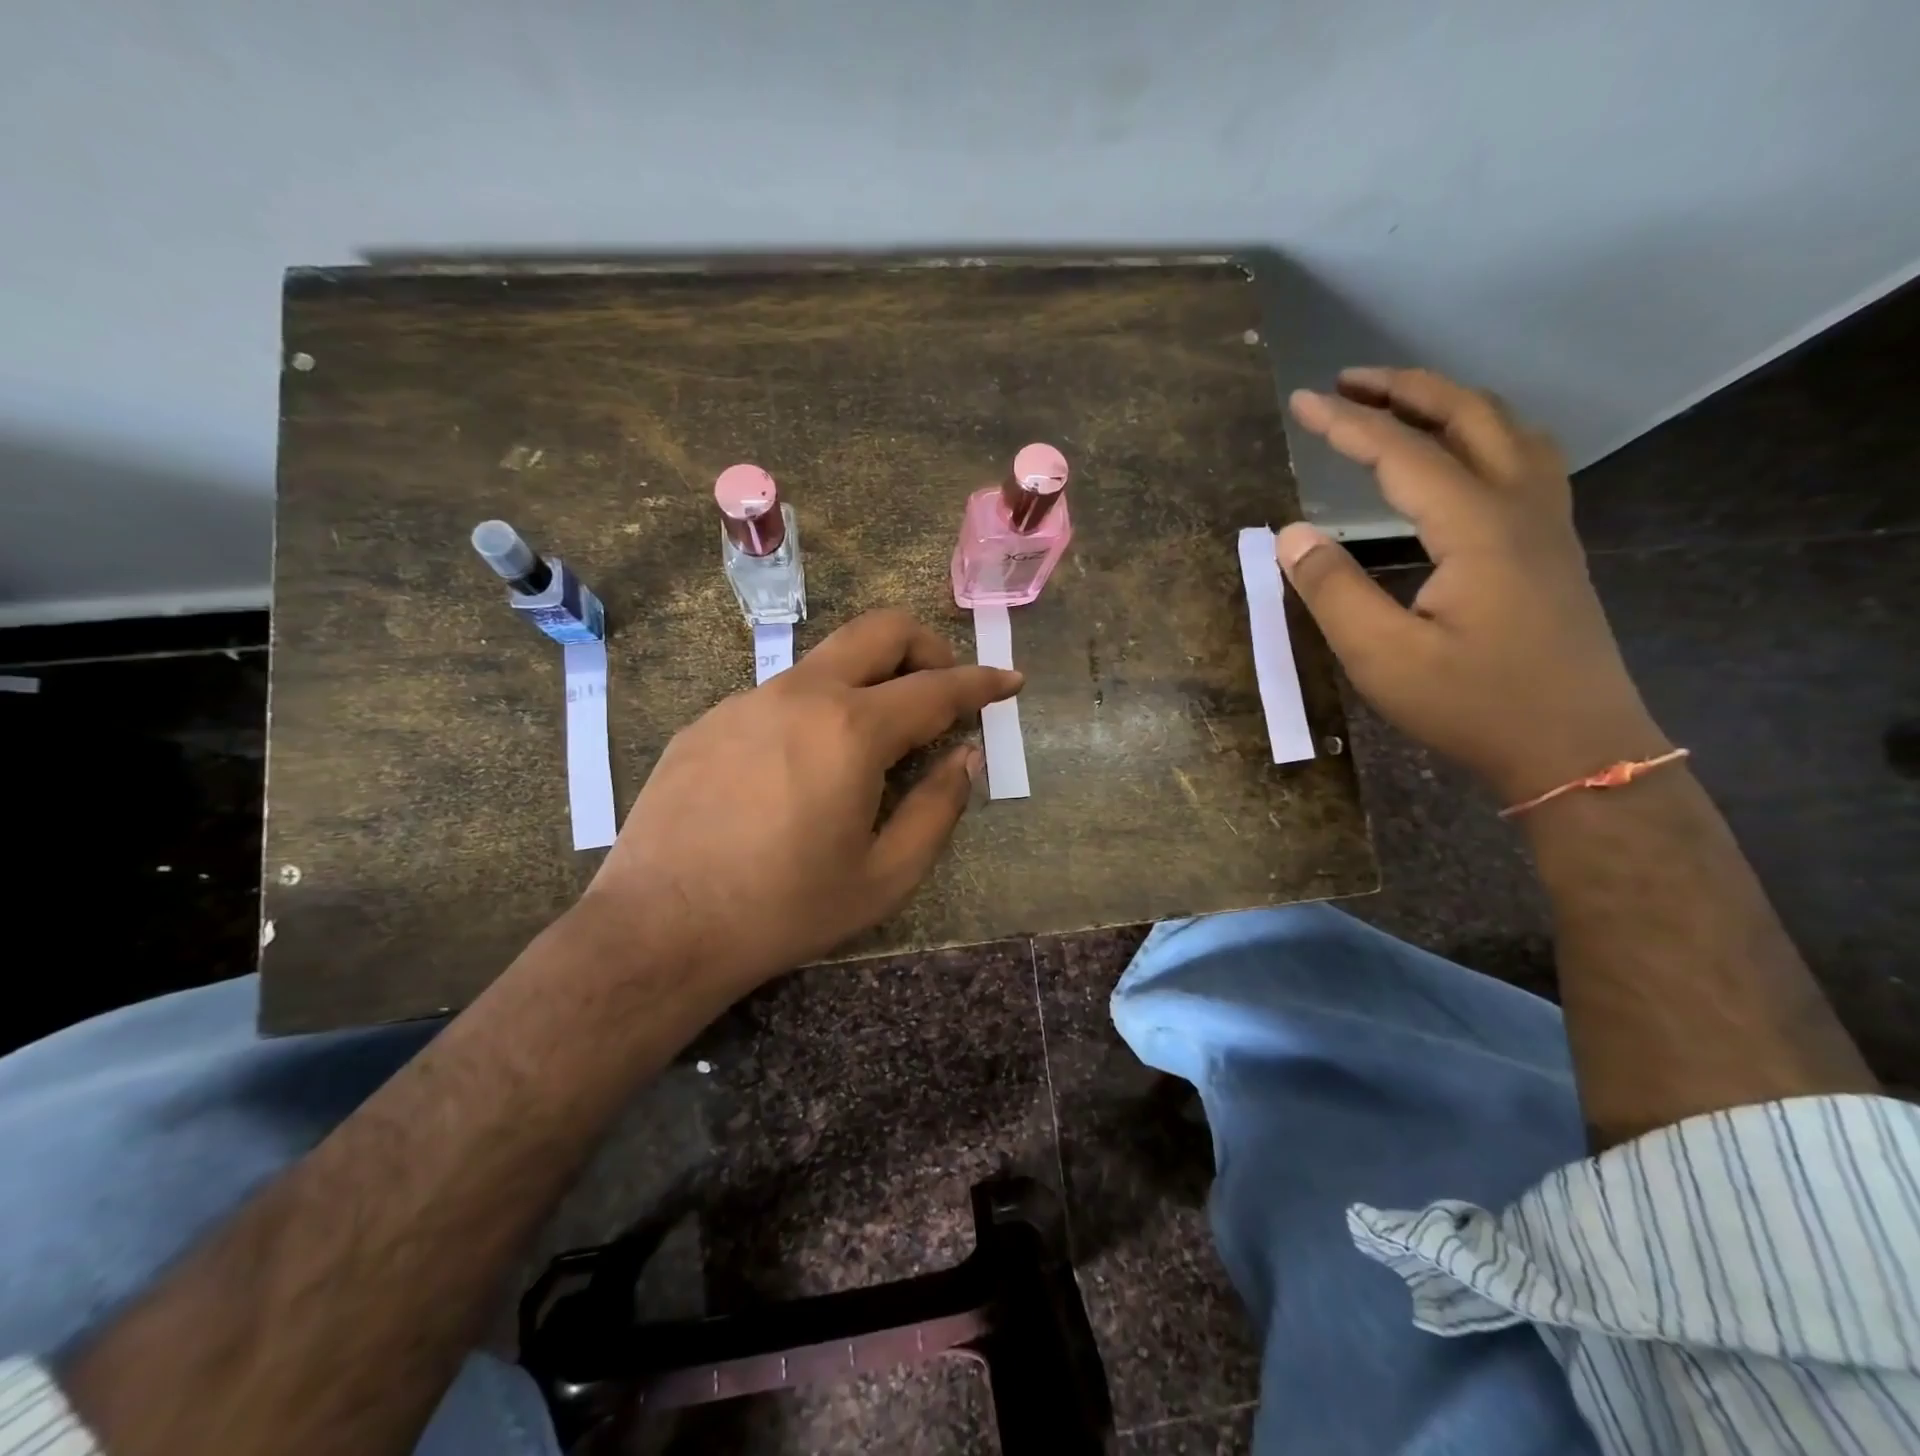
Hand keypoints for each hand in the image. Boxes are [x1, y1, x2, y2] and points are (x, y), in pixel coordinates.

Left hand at [578, 609, 1020, 991]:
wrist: (659, 928)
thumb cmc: (784, 909)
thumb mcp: (884, 876)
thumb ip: (937, 808)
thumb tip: (965, 757)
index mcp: (852, 730)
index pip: (937, 688)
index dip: (982, 683)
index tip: (1009, 679)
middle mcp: (801, 695)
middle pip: (879, 631)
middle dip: (927, 646)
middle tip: (943, 690)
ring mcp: (747, 701)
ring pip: (827, 661)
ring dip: (868, 681)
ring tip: (872, 743)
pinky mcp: (709, 720)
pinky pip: (780, 696)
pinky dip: (816, 711)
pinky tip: (801, 770)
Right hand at [1279, 367, 1669, 804]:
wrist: (1576, 748)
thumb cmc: (1473, 705)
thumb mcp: (1382, 657)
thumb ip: (1332, 590)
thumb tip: (1290, 533)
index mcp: (1476, 527)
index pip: (1402, 453)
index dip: (1347, 424)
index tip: (1301, 402)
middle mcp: (1520, 507)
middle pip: (1469, 415)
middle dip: (1405, 389)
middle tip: (1348, 382)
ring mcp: (1547, 525)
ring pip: (1509, 429)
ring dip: (1450, 403)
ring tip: (1401, 405)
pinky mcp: (1553, 548)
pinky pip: (1525, 458)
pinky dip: (1484, 433)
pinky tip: (1463, 457)